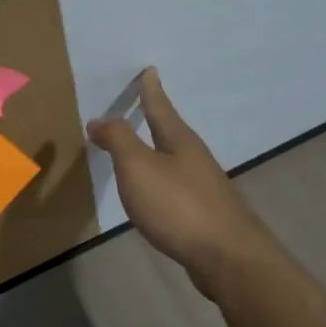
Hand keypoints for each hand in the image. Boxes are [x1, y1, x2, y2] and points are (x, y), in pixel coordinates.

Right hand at [86, 68, 278, 295]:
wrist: (226, 256)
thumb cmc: (178, 205)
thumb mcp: (139, 167)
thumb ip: (118, 140)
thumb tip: (99, 119)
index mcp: (179, 141)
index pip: (161, 107)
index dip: (151, 90)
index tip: (150, 71)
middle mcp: (195, 157)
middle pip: (171, 131)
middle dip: (156, 118)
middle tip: (144, 103)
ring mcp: (203, 186)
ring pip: (176, 158)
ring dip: (158, 149)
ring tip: (143, 146)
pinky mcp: (204, 213)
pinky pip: (177, 185)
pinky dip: (162, 179)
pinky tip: (155, 191)